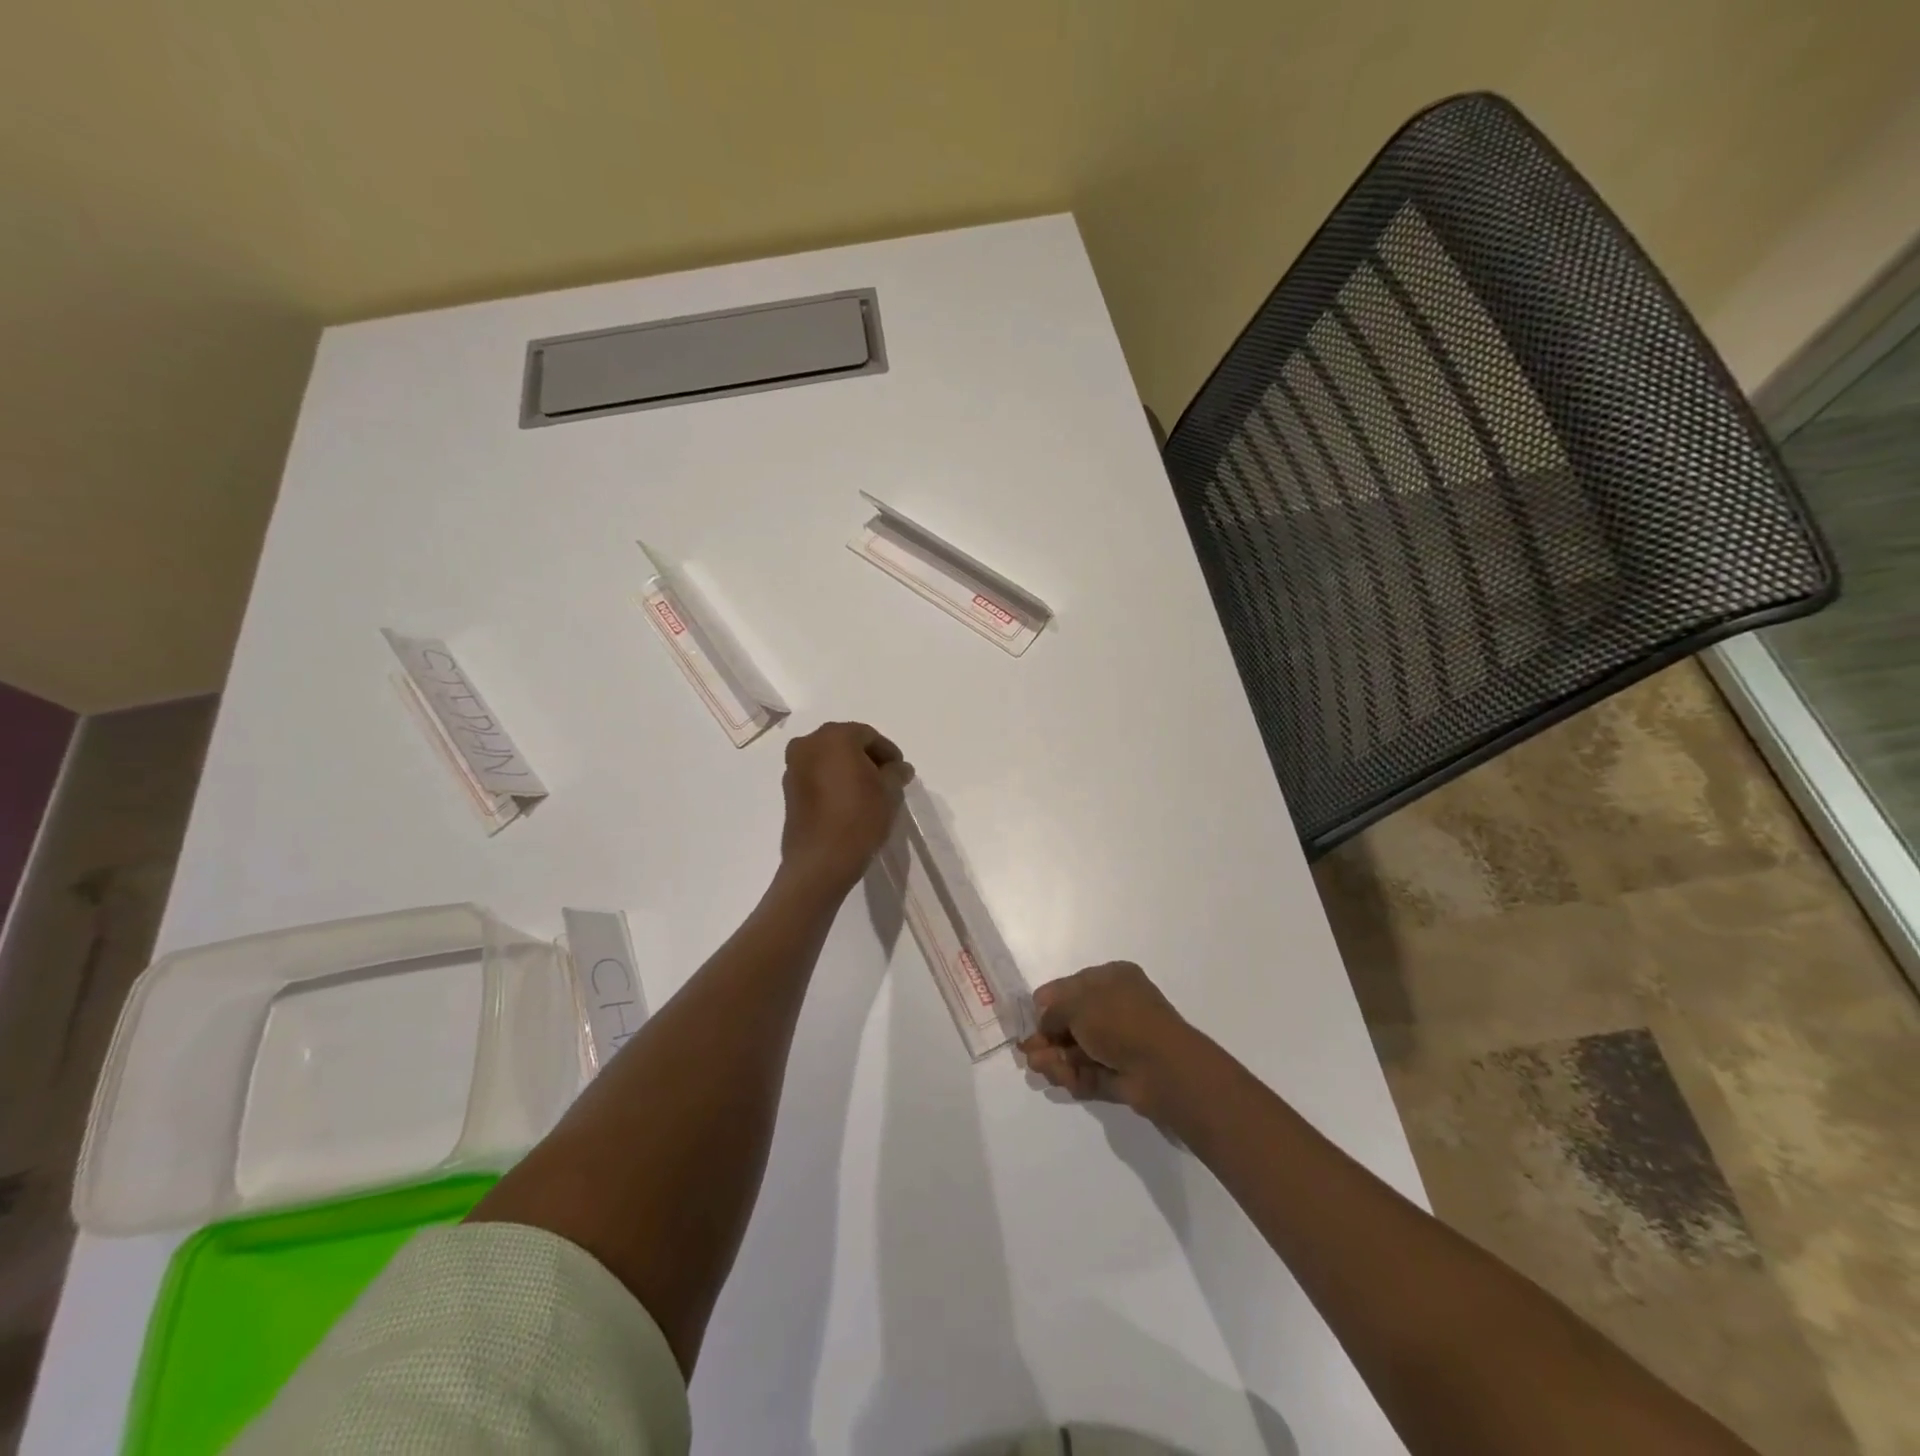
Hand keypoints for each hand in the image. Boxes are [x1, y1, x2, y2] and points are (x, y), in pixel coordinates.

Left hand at [778, 722, 913, 893]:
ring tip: (869, 792)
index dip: (888, 752)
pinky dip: (833, 782)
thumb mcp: (889, 792)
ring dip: (849, 770)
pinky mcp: (788, 790)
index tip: (901, 772)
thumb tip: (899, 767)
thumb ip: (896, 772)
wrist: (821, 861)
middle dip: (867, 758)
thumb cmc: (859, 818)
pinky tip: (848, 802)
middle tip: (886, 780)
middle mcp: (808, 744)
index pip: (868, 735)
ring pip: (829, 759)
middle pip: (845, 743)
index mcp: (834, 737)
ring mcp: (794, 767)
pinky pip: (816, 776)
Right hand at [1019, 961, 1205, 1121]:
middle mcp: (1117, 1007)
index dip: (1048, 1003)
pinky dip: (1071, 1075)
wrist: (1163, 1068)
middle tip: (1027, 1051)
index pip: (1071, 986)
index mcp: (1112, 979)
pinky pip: (1089, 1072)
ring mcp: (1120, 1043)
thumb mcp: (1077, 1003)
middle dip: (1047, 1036)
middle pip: (1072, 1021)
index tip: (1027, 1019)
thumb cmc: (1119, 1021)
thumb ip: (1053, 1010)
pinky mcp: (1121, 1074)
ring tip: (1038, 1067)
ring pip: (1078, 1049)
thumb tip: (1043, 1021)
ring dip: (1055, 1057)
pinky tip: (1057, 1077)